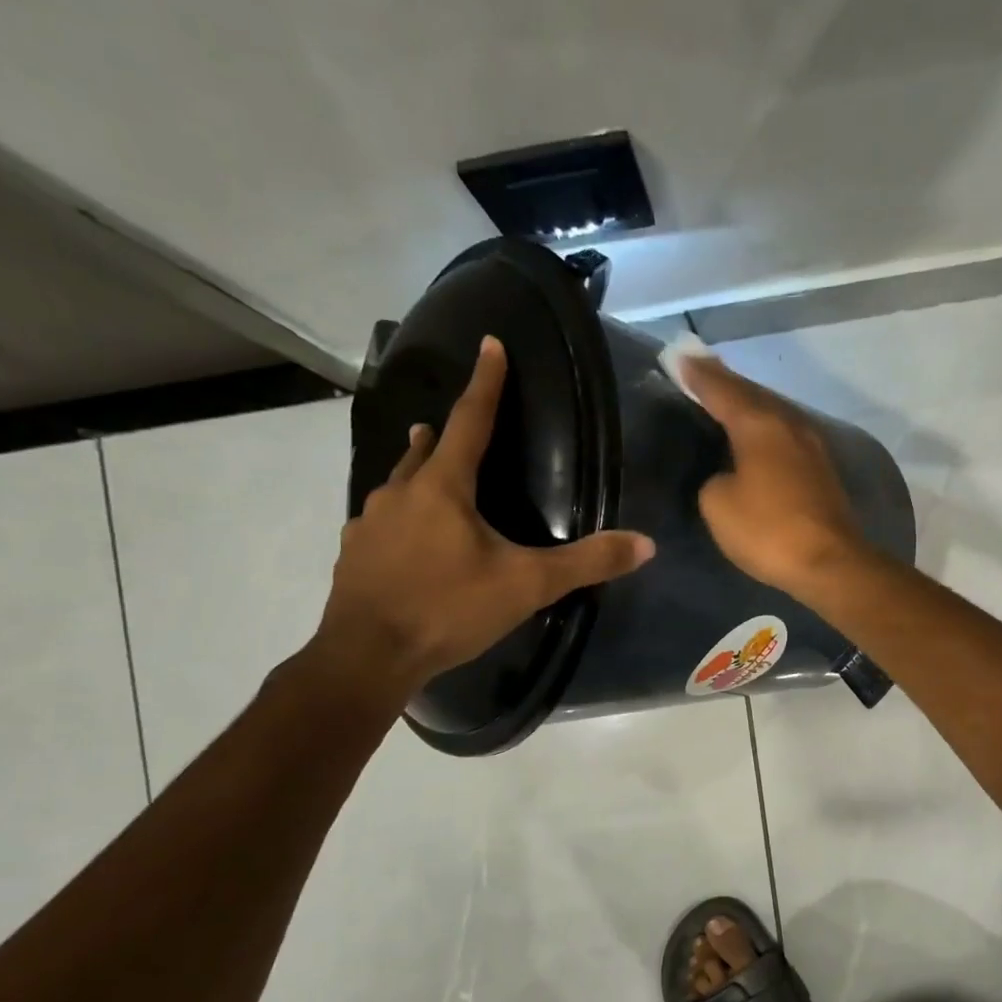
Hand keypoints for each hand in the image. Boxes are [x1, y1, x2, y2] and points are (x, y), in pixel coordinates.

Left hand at [314, 336, 654, 697]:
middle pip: (423, 451)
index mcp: (443, 488)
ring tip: (423, 466)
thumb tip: (646, 544)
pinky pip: (380, 522)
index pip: (469, 421)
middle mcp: (400, 494)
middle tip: (448, 424)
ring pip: (397, 485)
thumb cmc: (448, 609)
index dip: (485, 382)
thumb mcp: (526, 586)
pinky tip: (403, 538)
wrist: (367, 657)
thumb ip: (586, 563)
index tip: (490, 344)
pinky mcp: (354, 556)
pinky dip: (398, 517)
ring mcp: (369, 525)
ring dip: (415, 471)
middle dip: (440, 433)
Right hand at [672, 345, 869, 597]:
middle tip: (700, 368)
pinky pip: (784, 434)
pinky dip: (765, 426)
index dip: (697, 374)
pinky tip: (757, 434)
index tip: (678, 355)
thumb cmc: (767, 530)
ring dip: (748, 402)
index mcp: (758, 424)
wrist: (829, 562)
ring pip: (772, 411)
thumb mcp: (718, 505)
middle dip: (724, 381)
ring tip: (726, 396)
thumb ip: (714, 480)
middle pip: (751, 393)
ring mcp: (810, 445)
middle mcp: (788, 424)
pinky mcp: (821, 469)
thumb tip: (727, 475)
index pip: (721, 389)